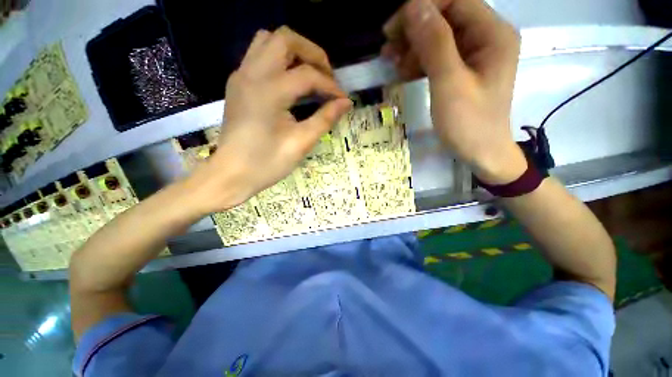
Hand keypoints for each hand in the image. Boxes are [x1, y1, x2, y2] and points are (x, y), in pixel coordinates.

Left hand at [188, 27, 351, 212]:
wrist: (231, 174)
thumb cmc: (266, 163)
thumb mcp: (300, 143)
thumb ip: (325, 119)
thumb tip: (345, 103)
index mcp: (269, 90)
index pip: (308, 75)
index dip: (330, 86)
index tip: (343, 100)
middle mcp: (252, 74)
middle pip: (285, 38)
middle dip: (312, 53)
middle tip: (326, 77)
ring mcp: (241, 76)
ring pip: (268, 41)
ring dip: (294, 52)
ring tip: (309, 76)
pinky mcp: (238, 83)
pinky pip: (259, 55)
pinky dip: (279, 59)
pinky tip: (289, 82)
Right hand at [382, 0, 525, 183]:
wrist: (481, 153)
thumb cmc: (469, 123)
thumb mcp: (449, 84)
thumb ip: (435, 43)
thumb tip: (414, 6)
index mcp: (493, 34)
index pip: (456, 1)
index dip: (423, 8)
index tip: (393, 29)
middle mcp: (487, 37)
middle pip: (446, 17)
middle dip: (415, 29)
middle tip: (388, 47)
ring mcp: (475, 55)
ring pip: (439, 37)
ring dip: (414, 46)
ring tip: (392, 61)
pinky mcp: (463, 71)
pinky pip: (439, 56)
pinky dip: (420, 61)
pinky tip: (404, 71)